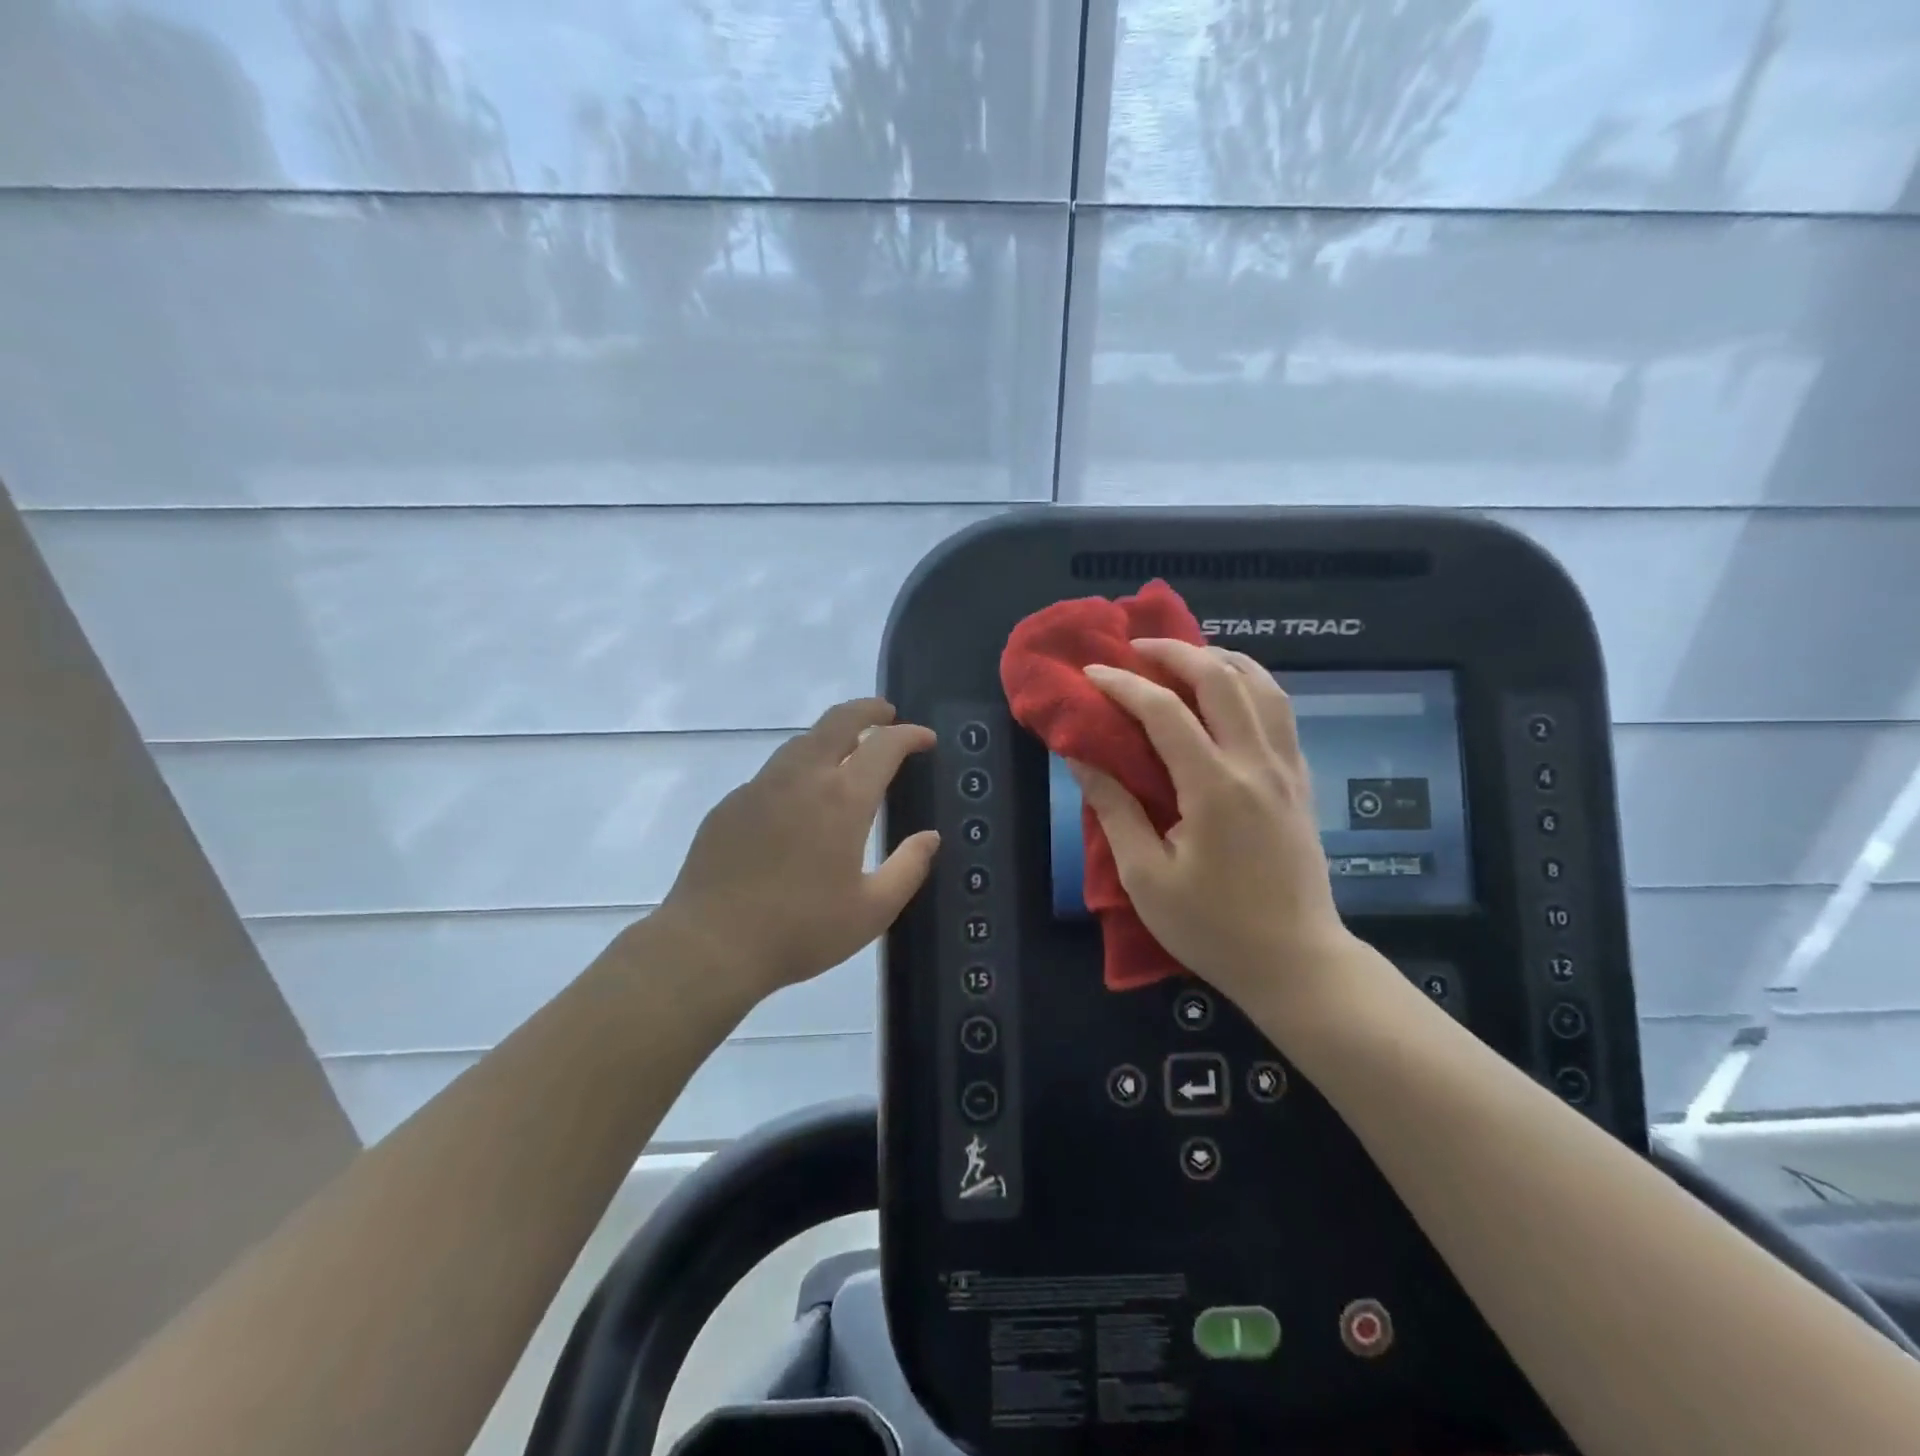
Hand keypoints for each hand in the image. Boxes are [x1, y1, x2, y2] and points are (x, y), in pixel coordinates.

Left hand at [653, 698, 940, 999]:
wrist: (711, 944)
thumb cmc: (801, 930)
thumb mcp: (871, 911)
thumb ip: (908, 868)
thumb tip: (930, 837)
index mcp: (843, 799)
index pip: (884, 745)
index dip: (910, 735)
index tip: (925, 739)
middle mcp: (802, 778)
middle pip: (838, 721)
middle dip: (868, 710)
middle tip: (887, 715)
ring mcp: (760, 787)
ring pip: (802, 741)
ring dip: (832, 736)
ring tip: (847, 753)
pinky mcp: (731, 804)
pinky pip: (773, 773)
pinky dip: (799, 769)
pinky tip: (799, 801)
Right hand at [1070, 641, 1366, 1015]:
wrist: (1297, 963)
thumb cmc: (1213, 928)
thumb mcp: (1146, 877)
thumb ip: (1114, 809)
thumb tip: (1081, 758)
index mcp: (1215, 788)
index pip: (1164, 712)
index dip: (1123, 685)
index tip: (1091, 674)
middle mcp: (1256, 765)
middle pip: (1222, 679)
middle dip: (1176, 653)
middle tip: (1137, 648)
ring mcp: (1286, 770)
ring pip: (1263, 686)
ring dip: (1221, 660)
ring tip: (1185, 659)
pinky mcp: (1300, 782)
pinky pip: (1281, 712)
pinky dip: (1251, 686)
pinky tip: (1228, 695)